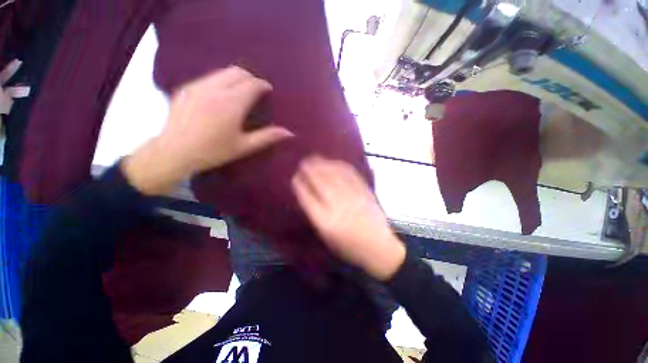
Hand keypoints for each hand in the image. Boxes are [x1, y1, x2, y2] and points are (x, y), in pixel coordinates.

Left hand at [123, 66, 292, 194]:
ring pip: (222, 72)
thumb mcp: (244, 146)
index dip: (263, 84)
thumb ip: (267, 137)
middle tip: (257, 89)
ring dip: (236, 77)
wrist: (174, 152)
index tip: (268, 89)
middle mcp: (215, 89)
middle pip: (237, 71)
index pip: (252, 84)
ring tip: (241, 91)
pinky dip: (221, 81)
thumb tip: (290, 133)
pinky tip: (221, 95)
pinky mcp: (186, 88)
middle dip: (250, 77)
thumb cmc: (213, 151)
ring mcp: (198, 86)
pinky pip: (209, 77)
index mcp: (232, 104)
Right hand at [291, 156, 405, 280]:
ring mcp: (353, 197)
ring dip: (323, 165)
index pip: (308, 198)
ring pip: (335, 176)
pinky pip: (351, 175)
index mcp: (326, 222)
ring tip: (314, 158)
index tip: (295, 178)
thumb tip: (308, 195)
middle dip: (309, 170)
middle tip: (303, 163)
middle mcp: (338, 206)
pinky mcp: (364, 192)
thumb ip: (317, 216)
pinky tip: (334, 162)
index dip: (300, 186)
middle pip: (321, 183)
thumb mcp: (327, 237)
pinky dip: (340, 166)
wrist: (379, 247)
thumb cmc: (349, 247)